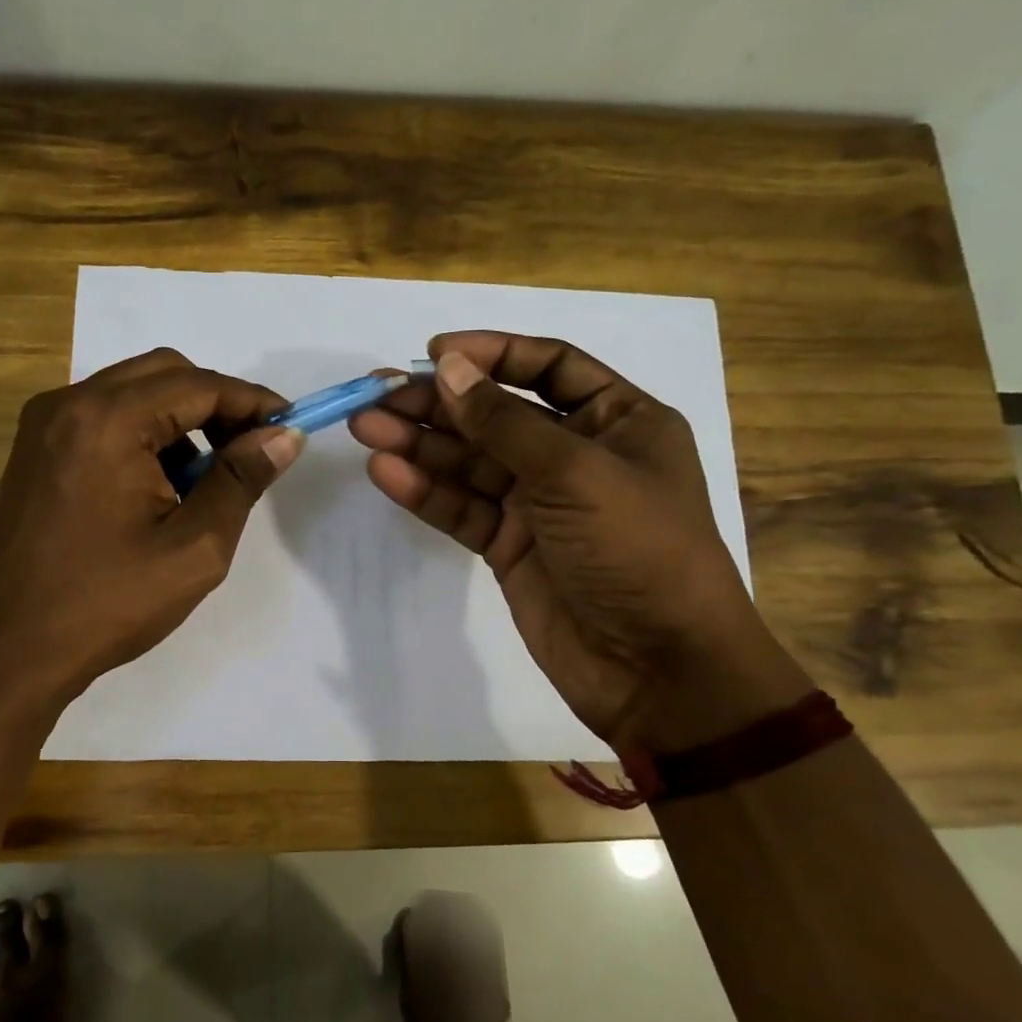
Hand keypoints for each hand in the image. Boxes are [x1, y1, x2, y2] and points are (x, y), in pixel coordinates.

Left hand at [0, 348, 303, 710]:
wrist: (16, 648)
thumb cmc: (110, 603)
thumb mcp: (195, 547)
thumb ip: (241, 479)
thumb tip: (285, 435)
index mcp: (107, 422)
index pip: (198, 385)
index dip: (251, 402)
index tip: (289, 427)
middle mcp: (69, 403)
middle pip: (164, 372)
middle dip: (216, 404)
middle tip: (250, 451)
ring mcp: (45, 423)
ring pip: (133, 390)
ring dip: (179, 419)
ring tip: (202, 480)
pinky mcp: (36, 446)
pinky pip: (104, 415)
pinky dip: (143, 433)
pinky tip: (158, 486)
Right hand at [351, 331, 810, 753]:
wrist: (656, 668)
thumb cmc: (637, 549)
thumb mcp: (575, 472)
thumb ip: (505, 421)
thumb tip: (448, 367)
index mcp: (618, 420)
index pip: (548, 366)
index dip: (492, 353)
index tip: (435, 352)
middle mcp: (577, 455)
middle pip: (497, 415)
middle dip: (439, 404)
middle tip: (379, 397)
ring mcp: (540, 504)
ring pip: (471, 463)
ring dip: (420, 445)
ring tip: (366, 428)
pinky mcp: (510, 546)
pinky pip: (464, 508)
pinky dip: (427, 491)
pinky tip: (386, 473)